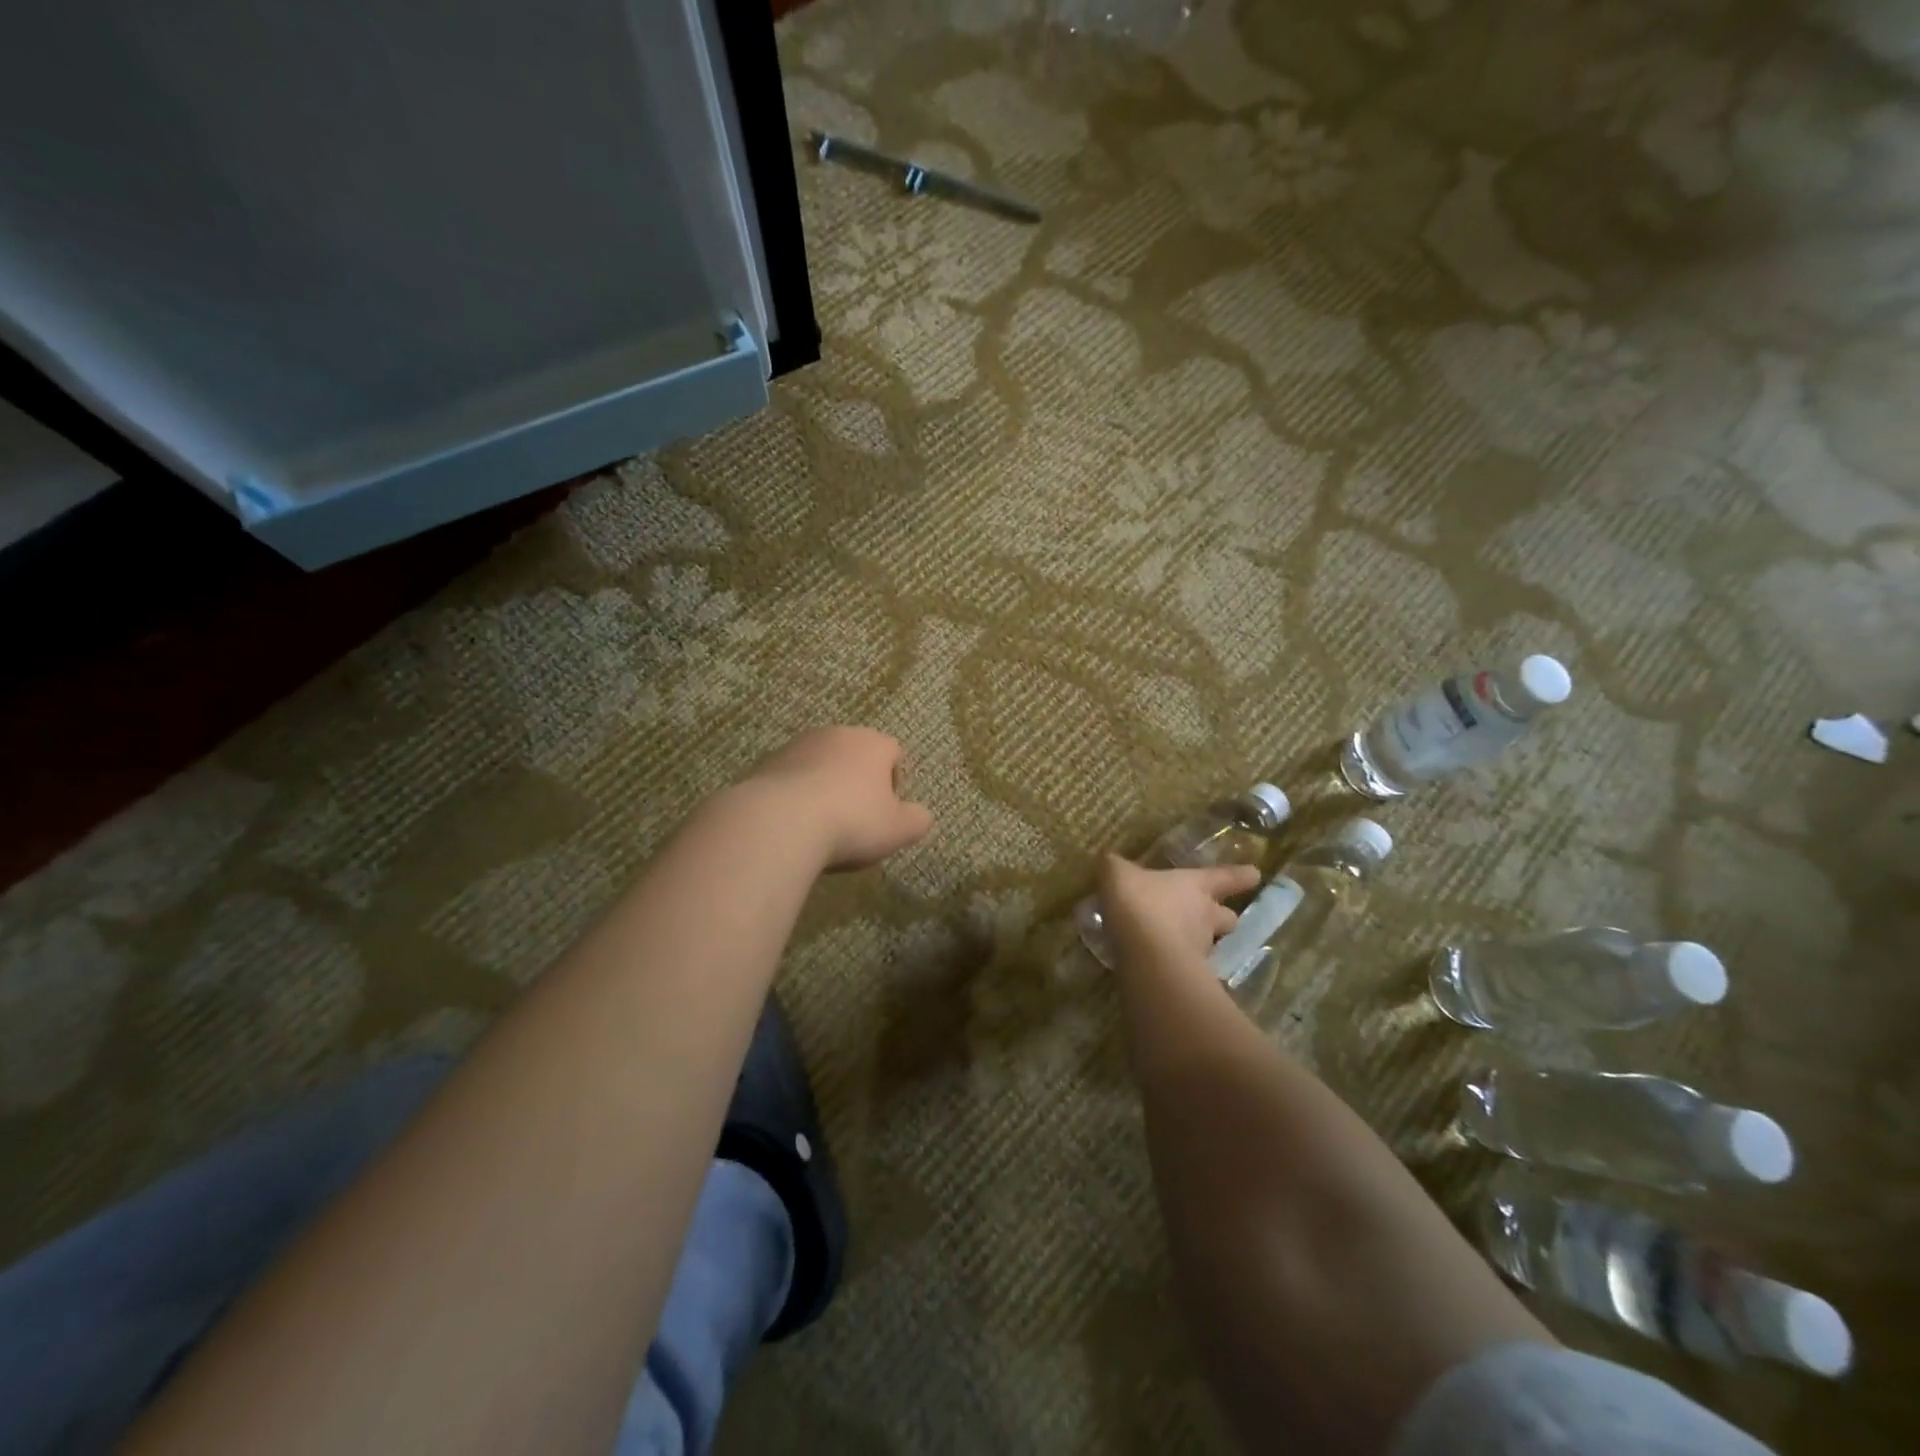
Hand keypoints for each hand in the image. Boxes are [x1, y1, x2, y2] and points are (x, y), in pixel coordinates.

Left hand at [748, 727, 933, 870]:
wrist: (779, 822)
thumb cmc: (851, 821)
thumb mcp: (899, 830)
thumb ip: (917, 820)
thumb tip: (919, 816)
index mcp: (873, 743)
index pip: (894, 753)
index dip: (894, 783)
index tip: (886, 813)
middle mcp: (835, 734)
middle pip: (855, 756)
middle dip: (858, 783)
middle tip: (856, 821)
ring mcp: (797, 746)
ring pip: (821, 766)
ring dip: (825, 788)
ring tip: (822, 826)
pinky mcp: (767, 763)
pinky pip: (792, 780)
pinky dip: (797, 797)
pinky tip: (795, 826)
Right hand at [1097, 856, 1260, 969]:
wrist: (1146, 955)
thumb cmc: (1140, 903)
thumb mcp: (1118, 875)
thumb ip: (1115, 868)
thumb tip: (1110, 861)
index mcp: (1195, 886)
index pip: (1226, 877)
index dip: (1241, 875)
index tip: (1256, 874)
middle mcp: (1205, 917)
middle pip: (1227, 918)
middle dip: (1224, 918)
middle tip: (1217, 918)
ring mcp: (1199, 950)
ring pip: (1210, 946)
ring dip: (1200, 944)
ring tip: (1180, 944)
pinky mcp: (1187, 977)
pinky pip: (1186, 967)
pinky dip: (1178, 966)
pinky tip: (1159, 965)